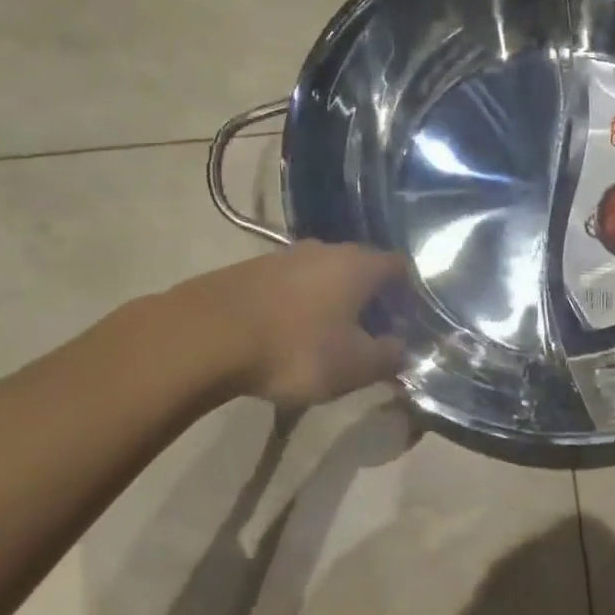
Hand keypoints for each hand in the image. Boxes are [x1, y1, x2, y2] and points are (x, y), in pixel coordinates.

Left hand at [170, 242, 409, 408]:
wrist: (204, 336)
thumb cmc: (295, 348)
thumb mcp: (354, 365)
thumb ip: (389, 357)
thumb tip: (403, 349)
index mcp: (358, 265)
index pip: (400, 267)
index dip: (410, 295)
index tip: (407, 324)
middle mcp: (325, 249)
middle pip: (362, 269)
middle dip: (371, 299)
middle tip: (372, 335)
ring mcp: (283, 256)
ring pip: (324, 276)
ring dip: (333, 302)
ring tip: (328, 338)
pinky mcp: (250, 270)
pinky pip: (290, 286)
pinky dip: (300, 306)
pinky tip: (289, 334)